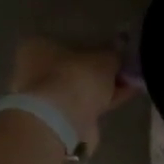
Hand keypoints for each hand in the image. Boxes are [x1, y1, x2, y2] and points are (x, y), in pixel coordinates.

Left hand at [10, 38, 133, 152]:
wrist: (61, 121)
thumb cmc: (75, 77)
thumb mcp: (103, 59)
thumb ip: (112, 56)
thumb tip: (118, 54)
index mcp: (37, 48)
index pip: (65, 42)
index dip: (91, 47)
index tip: (112, 52)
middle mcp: (33, 72)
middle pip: (72, 68)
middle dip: (97, 71)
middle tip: (123, 70)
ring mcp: (43, 100)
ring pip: (78, 90)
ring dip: (102, 88)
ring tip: (131, 83)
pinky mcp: (56, 121)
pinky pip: (84, 106)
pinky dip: (102, 102)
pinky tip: (125, 96)